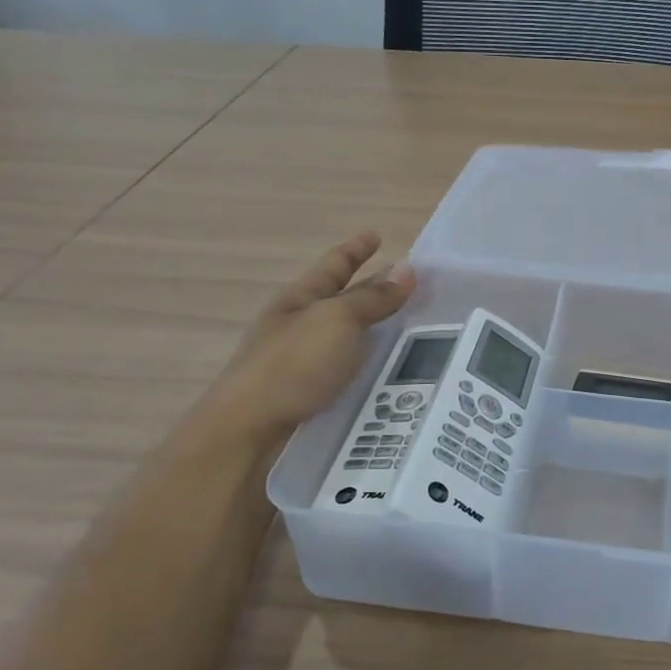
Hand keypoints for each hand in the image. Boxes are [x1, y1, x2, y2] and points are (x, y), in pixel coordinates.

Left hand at [193, 231, 417, 449]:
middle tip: (415, 287)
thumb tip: (408, 269)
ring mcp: (306, 365)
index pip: (334, 265)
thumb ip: (373, 298)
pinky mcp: (315, 398)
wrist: (249, 435)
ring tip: (421, 332)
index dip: (356, 249)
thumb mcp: (337, 321)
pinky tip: (399, 375)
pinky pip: (353, 372)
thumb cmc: (292, 366)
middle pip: (344, 301)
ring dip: (380, 332)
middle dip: (375, 290)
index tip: (377, 235)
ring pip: (351, 339)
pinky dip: (376, 366)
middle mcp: (301, 328)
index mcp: (300, 300)